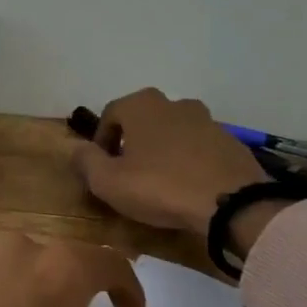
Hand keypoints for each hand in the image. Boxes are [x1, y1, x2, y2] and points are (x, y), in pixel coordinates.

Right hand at [70, 88, 287, 254]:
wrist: (231, 203)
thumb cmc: (160, 187)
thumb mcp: (108, 181)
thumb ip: (86, 161)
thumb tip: (75, 149)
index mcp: (142, 105)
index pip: (110, 114)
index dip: (100, 141)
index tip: (101, 168)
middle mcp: (174, 103)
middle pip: (143, 120)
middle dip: (132, 143)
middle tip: (128, 174)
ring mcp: (207, 120)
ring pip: (173, 132)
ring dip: (162, 151)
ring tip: (160, 182)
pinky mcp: (230, 141)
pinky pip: (199, 148)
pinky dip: (189, 161)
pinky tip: (188, 187)